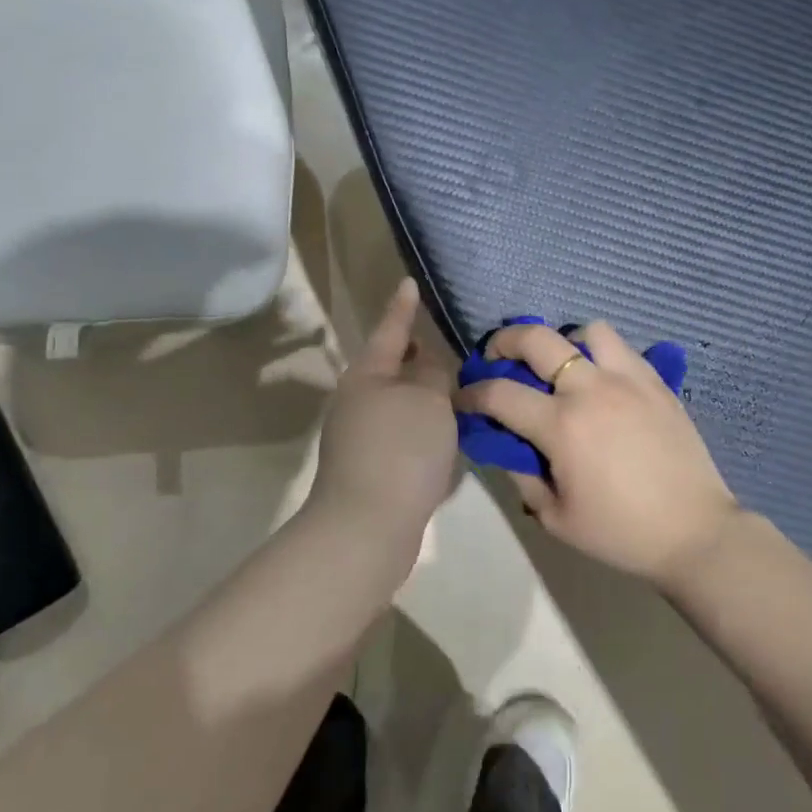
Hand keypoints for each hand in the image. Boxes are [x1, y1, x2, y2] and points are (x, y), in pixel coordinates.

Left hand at [306, 279, 458, 569]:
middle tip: (447, 346)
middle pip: (391, 368)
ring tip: (454, 390)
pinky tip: (443, 435)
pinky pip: (400, 433)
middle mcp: (356, 401)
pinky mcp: (368, 468)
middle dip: (416, 356)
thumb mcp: (429, 401)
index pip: (391, 330)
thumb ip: (434, 375)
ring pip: (397, 403)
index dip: (403, 307)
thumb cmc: (400, 450)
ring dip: (422, 395)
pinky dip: (421, 427)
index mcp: (367, 375)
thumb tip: (427, 368)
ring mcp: (358, 436)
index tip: (409, 284)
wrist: (367, 527)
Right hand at [454, 321, 741, 586]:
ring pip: (585, 331)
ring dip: (562, 342)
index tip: (462, 399)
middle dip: (503, 341)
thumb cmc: (620, 532)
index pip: (499, 393)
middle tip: (496, 358)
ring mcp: (628, 379)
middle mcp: (590, 389)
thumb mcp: (555, 517)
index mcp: (561, 426)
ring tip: (560, 366)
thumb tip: (504, 444)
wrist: (694, 531)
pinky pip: (621, 347)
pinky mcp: (656, 381)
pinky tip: (600, 379)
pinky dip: (600, 353)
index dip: (471, 394)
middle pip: (535, 339)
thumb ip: (521, 474)